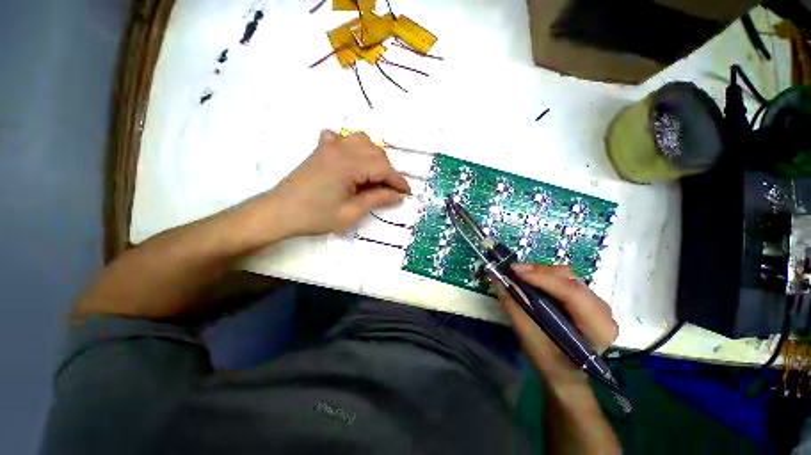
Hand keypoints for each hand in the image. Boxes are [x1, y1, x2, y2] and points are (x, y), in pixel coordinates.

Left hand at [263, 130, 410, 235]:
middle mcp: (341, 149)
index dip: (398, 181)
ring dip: (374, 157)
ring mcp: (329, 146)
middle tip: (390, 190)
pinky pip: (342, 139)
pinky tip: (352, 159)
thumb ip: (377, 199)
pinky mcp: (321, 149)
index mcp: (348, 164)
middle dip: (388, 171)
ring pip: (362, 141)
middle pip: (376, 152)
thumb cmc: (315, 216)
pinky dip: (353, 146)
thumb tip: (398, 195)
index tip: (407, 193)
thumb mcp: (350, 213)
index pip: (383, 168)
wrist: (279, 212)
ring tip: (374, 175)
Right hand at [495, 264, 617, 385]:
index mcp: (597, 327)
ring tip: (518, 274)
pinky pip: (564, 279)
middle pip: (569, 280)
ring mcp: (595, 302)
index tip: (514, 271)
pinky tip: (530, 279)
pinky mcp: (585, 298)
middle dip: (538, 272)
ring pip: (566, 276)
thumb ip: (515, 308)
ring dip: (539, 272)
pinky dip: (544, 276)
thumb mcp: (530, 339)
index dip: (542, 278)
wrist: (566, 373)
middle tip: (513, 271)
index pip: (572, 294)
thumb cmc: (550, 362)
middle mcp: (602, 310)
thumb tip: (498, 281)